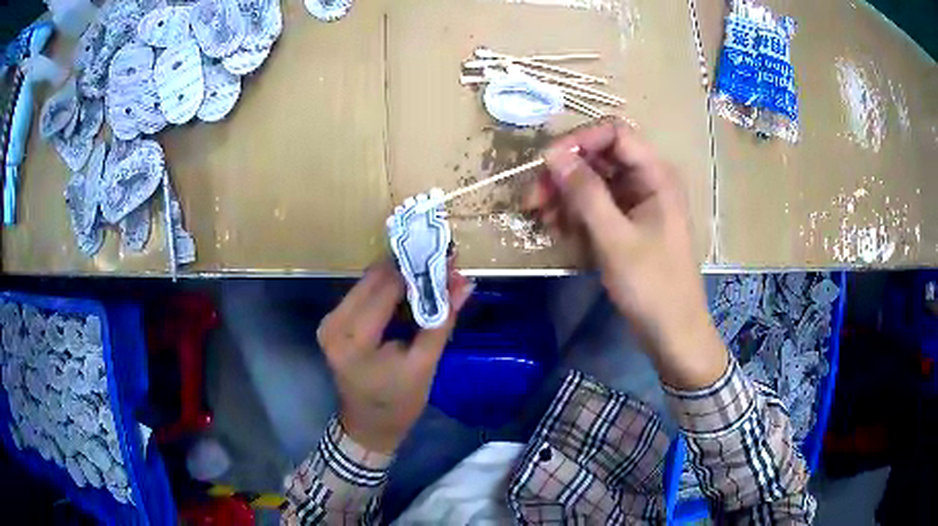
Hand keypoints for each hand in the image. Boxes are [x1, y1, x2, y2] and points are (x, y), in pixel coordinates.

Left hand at [317, 260, 473, 452]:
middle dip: (409, 268)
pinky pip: (363, 295)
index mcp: (353, 338)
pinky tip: (410, 292)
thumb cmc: (398, 403)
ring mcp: (330, 321)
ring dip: (399, 277)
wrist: (368, 427)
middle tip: (442, 264)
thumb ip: (442, 320)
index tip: (446, 257)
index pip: (386, 287)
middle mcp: (333, 323)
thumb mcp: (424, 365)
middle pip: (373, 279)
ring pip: (368, 283)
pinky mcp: (334, 323)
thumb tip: (464, 282)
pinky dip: (387, 290)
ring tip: (431, 276)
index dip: (417, 268)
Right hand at [524, 119, 726, 388]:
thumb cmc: (652, 285)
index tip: (546, 164)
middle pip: (600, 158)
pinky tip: (558, 230)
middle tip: (533, 199)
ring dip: (565, 196)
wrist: (672, 333)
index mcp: (655, 175)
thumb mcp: (615, 238)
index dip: (578, 141)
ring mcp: (638, 203)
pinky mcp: (629, 224)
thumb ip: (585, 192)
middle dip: (565, 174)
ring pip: (594, 183)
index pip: (614, 133)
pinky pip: (598, 206)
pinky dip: (576, 214)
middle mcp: (647, 181)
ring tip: (542, 220)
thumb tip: (553, 154)